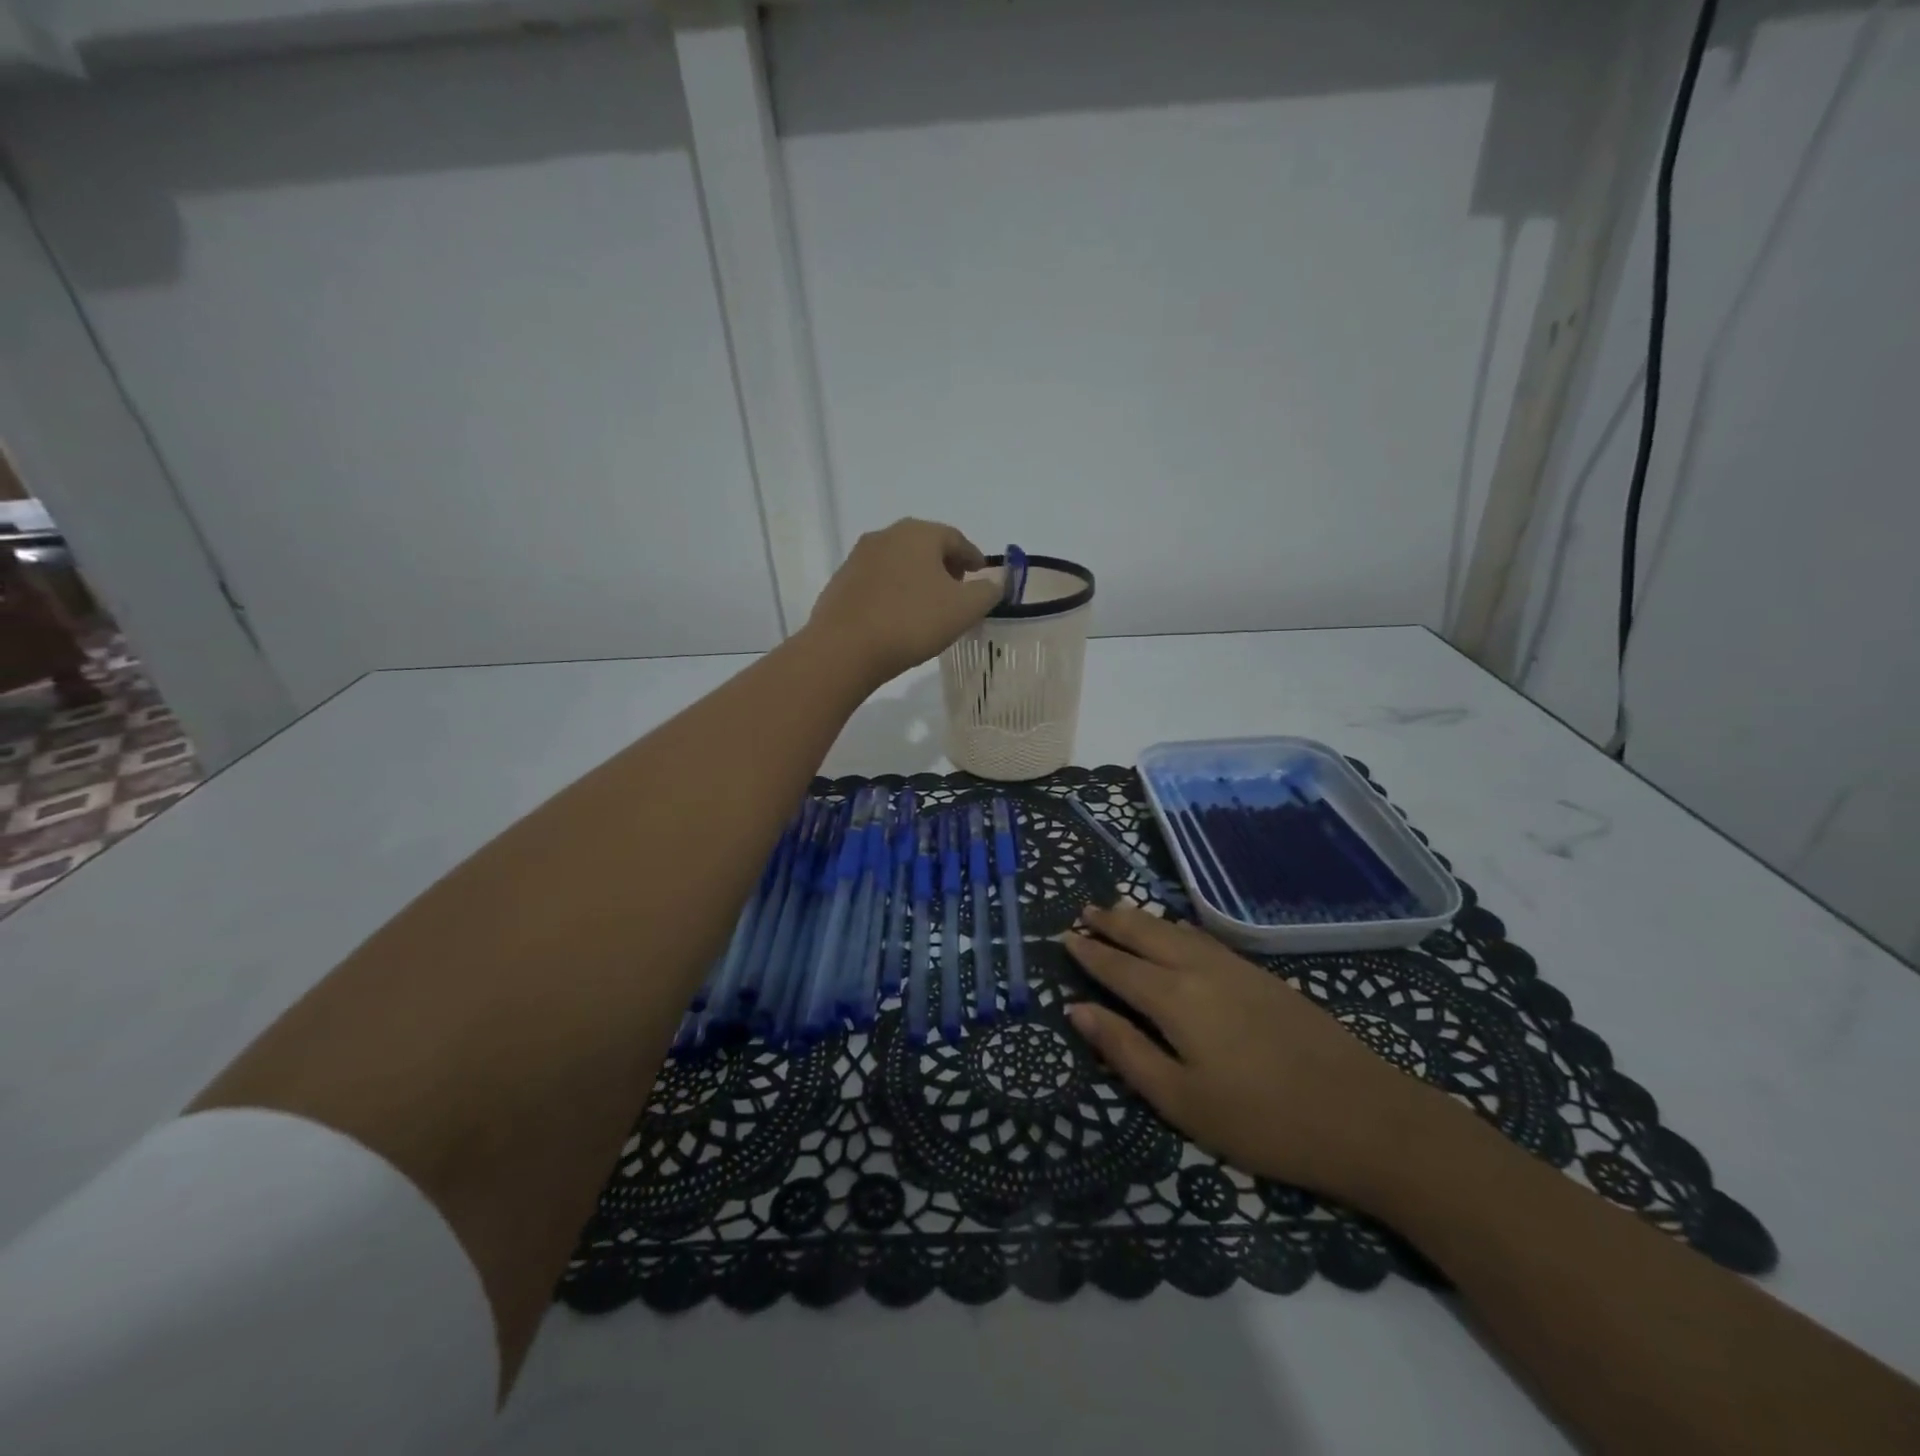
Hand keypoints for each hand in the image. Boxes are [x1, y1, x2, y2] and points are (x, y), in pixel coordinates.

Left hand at [806, 519, 1001, 682]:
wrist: (844, 648)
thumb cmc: (912, 622)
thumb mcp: (964, 609)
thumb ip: (987, 592)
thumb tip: (995, 582)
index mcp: (919, 533)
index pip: (956, 538)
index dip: (973, 557)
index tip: (981, 575)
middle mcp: (886, 535)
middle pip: (925, 546)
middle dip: (945, 565)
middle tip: (958, 589)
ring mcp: (858, 557)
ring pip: (899, 562)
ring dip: (918, 578)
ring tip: (929, 606)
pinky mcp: (841, 582)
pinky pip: (878, 582)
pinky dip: (894, 591)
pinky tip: (898, 616)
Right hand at [1064, 903, 1461, 1210]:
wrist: (1366, 1116)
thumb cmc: (1262, 1120)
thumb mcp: (1182, 1101)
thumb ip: (1125, 1051)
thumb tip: (1077, 1010)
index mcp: (1174, 997)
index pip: (1118, 966)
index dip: (1089, 951)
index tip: (1065, 936)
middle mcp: (1200, 969)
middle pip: (1146, 934)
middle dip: (1113, 921)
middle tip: (1086, 909)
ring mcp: (1236, 968)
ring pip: (1176, 930)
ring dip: (1143, 918)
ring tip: (1120, 908)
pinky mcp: (1264, 976)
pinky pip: (1203, 938)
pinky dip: (1176, 928)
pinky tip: (1177, 934)